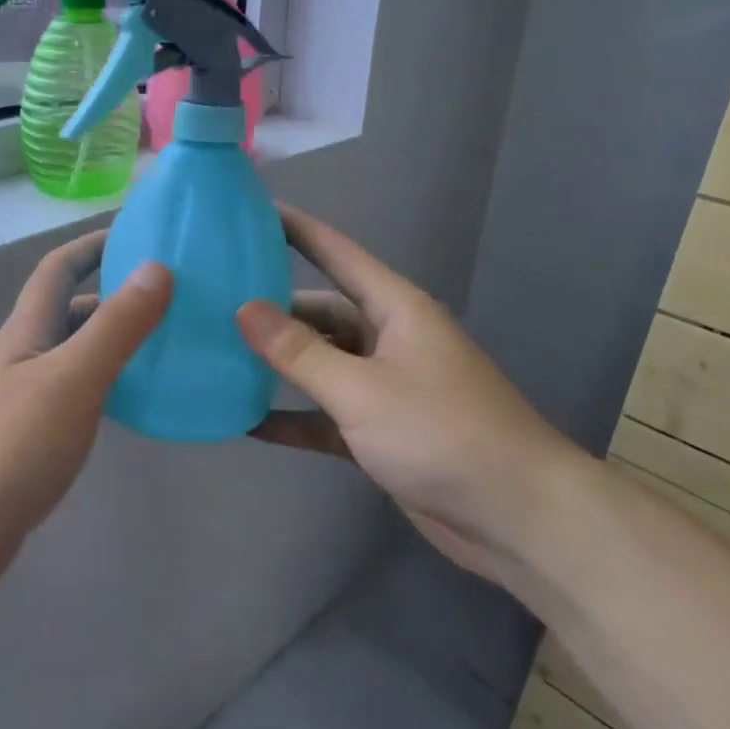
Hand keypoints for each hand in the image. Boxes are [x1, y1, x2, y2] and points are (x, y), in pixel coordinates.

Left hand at [0, 231, 170, 593]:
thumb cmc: (7, 446)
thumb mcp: (71, 378)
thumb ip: (117, 325)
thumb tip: (158, 266)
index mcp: (29, 331)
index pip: (58, 268)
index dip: (93, 244)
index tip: (140, 233)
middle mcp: (25, 356)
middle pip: (73, 311)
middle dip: (117, 295)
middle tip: (176, 297)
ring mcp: (26, 400)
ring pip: (78, 355)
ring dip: (117, 343)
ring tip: (171, 345)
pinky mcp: (32, 440)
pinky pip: (79, 396)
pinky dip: (111, 387)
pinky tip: (139, 403)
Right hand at [235, 206, 584, 584]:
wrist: (517, 517)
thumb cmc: (442, 433)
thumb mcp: (361, 388)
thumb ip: (299, 352)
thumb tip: (243, 308)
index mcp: (395, 309)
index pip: (336, 253)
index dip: (295, 229)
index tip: (249, 211)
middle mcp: (389, 339)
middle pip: (321, 313)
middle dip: (272, 310)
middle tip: (212, 305)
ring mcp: (386, 387)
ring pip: (321, 364)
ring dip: (279, 367)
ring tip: (219, 358)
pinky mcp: (381, 432)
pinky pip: (326, 415)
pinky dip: (294, 418)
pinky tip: (246, 422)